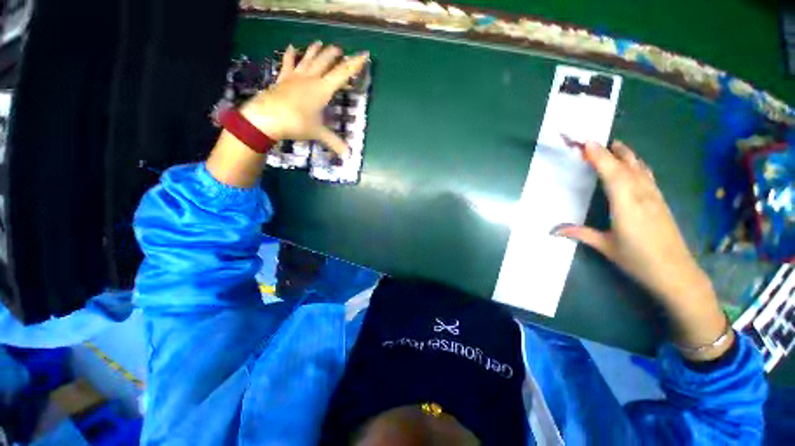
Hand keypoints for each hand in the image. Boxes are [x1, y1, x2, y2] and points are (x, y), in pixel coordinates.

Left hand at [241, 42, 369, 156]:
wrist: (267, 118)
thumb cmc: (296, 124)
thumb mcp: (318, 133)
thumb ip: (334, 142)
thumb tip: (348, 155)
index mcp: (322, 89)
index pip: (342, 74)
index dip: (354, 64)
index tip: (364, 54)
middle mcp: (311, 79)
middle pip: (325, 61)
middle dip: (334, 55)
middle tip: (340, 50)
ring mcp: (295, 77)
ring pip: (308, 58)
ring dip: (315, 50)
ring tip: (321, 43)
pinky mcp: (283, 79)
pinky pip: (288, 63)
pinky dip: (290, 55)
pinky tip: (291, 47)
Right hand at [554, 141, 730, 358]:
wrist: (677, 273)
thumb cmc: (638, 260)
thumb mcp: (605, 247)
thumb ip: (580, 234)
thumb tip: (553, 230)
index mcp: (626, 205)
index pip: (611, 174)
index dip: (599, 157)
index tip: (586, 143)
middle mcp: (642, 196)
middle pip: (626, 166)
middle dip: (609, 151)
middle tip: (593, 141)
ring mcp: (654, 197)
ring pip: (640, 169)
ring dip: (626, 155)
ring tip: (615, 145)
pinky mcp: (661, 201)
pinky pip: (648, 176)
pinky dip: (638, 165)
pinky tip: (635, 164)